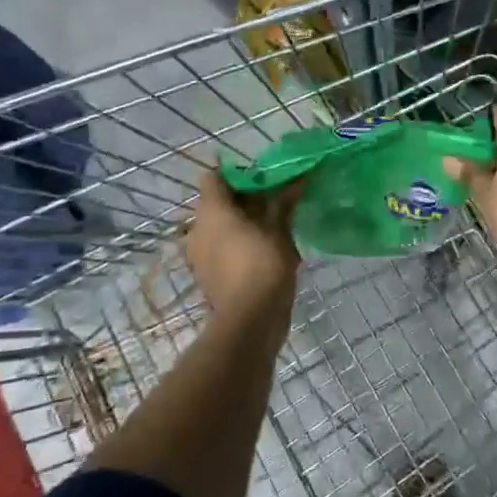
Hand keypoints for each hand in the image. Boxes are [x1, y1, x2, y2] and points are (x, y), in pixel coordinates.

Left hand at [187, 166, 300, 323]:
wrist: (249, 322)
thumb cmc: (263, 266)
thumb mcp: (279, 230)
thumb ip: (284, 201)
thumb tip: (298, 177)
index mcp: (212, 211)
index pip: (213, 177)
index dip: (236, 174)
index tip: (262, 180)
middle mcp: (198, 229)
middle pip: (217, 203)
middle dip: (243, 201)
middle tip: (274, 203)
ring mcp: (199, 255)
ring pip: (218, 227)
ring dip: (240, 224)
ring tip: (271, 229)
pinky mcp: (206, 276)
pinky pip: (220, 249)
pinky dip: (237, 245)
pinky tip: (262, 253)